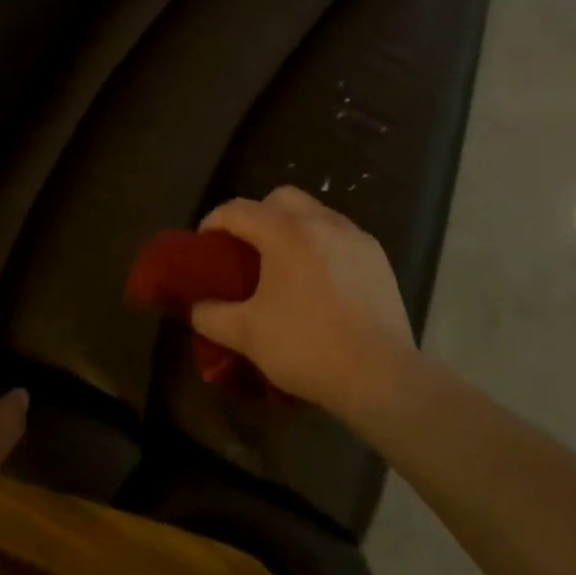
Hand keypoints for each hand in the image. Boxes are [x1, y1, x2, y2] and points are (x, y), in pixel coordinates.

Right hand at [191, 187, 416, 415]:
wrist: (380, 375)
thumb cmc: (307, 347)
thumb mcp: (246, 334)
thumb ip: (211, 315)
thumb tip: (196, 306)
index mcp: (286, 232)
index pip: (238, 210)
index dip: (214, 222)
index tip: (204, 245)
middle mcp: (322, 221)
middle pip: (280, 199)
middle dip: (257, 215)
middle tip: (246, 250)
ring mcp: (355, 236)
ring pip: (314, 213)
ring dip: (292, 228)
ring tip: (283, 265)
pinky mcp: (377, 256)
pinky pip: (340, 235)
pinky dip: (321, 245)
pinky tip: (319, 280)